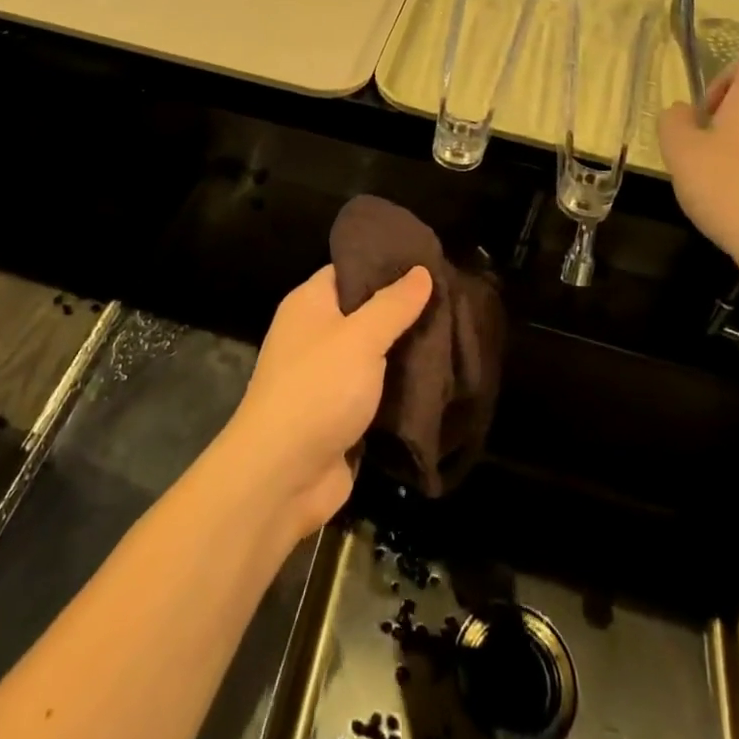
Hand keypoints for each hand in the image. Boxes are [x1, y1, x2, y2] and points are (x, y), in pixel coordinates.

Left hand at [222, 265, 432, 543]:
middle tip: (452, 299)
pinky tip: (440, 378)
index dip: (386, 264)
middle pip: (365, 311)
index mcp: (309, 303)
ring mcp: (327, 376)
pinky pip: (376, 390)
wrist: (282, 476)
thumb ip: (393, 304)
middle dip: (404, 309)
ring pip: (374, 353)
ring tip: (455, 334)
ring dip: (407, 350)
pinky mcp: (341, 414)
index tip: (428, 262)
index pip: (349, 269)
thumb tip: (421, 271)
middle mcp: (315, 334)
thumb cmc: (318, 389)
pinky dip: (401, 387)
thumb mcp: (360, 337)